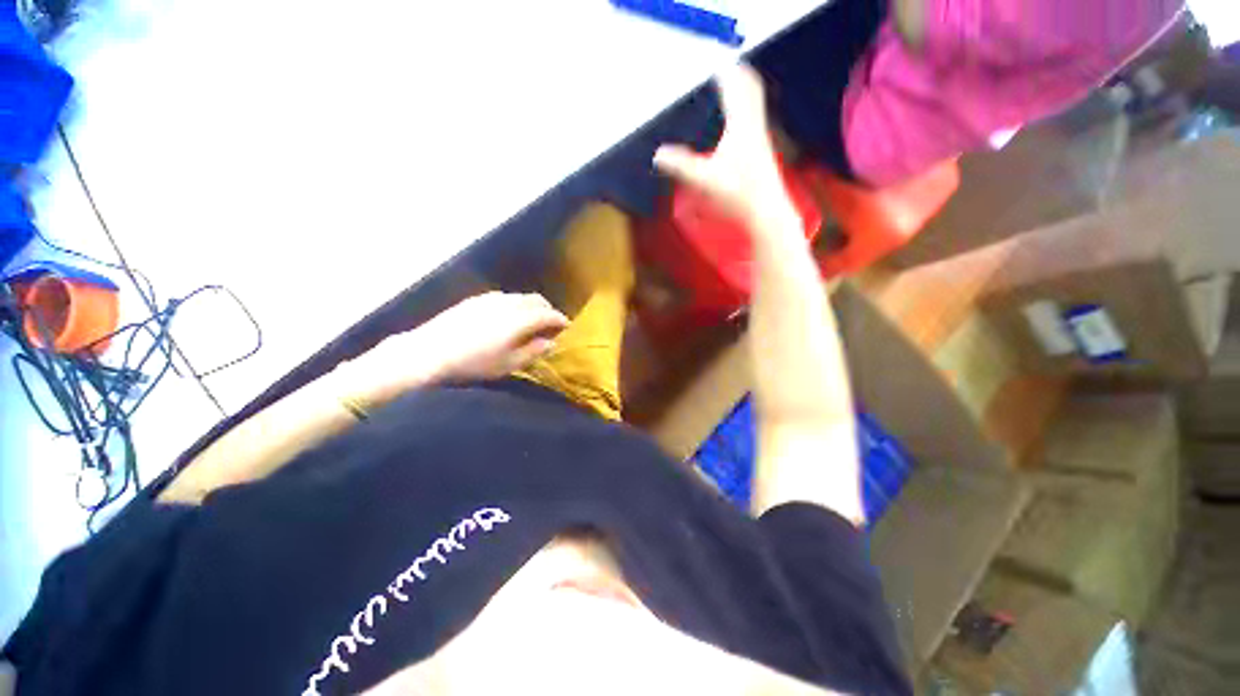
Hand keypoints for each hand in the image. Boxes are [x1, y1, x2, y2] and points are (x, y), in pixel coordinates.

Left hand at [343, 292, 567, 404]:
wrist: (428, 352)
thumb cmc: (473, 363)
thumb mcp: (509, 364)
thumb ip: (534, 351)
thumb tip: (551, 342)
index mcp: (520, 319)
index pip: (548, 314)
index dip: (560, 319)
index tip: (567, 326)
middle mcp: (509, 303)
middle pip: (536, 300)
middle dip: (548, 309)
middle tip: (551, 324)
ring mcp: (491, 298)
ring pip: (520, 297)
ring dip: (532, 306)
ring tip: (531, 321)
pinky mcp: (476, 299)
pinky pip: (505, 297)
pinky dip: (515, 304)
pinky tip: (508, 317)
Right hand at [654, 65, 796, 228]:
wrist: (767, 212)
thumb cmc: (739, 195)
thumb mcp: (705, 180)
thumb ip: (681, 165)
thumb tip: (658, 154)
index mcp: (740, 125)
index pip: (733, 84)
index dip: (721, 68)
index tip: (710, 58)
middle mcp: (753, 125)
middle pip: (749, 86)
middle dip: (736, 71)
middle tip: (724, 64)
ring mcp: (760, 137)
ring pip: (754, 101)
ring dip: (743, 87)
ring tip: (731, 83)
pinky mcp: (761, 150)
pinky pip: (754, 117)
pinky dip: (746, 108)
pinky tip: (738, 120)